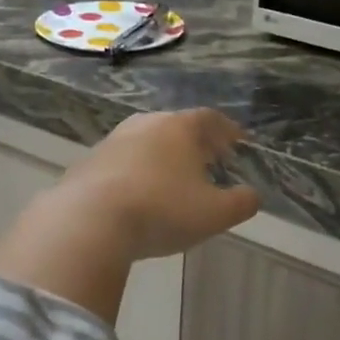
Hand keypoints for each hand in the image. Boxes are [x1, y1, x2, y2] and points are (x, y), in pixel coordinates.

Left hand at [52, 109, 260, 260]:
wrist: (88, 220)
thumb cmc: (161, 210)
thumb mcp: (214, 214)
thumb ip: (241, 203)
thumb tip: (252, 196)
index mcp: (180, 128)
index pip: (211, 119)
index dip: (228, 131)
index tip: (239, 142)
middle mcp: (146, 124)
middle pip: (177, 126)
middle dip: (196, 141)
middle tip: (209, 158)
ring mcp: (113, 141)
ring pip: (147, 141)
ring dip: (163, 155)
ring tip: (173, 176)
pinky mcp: (88, 162)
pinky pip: (122, 162)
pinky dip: (136, 171)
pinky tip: (138, 193)